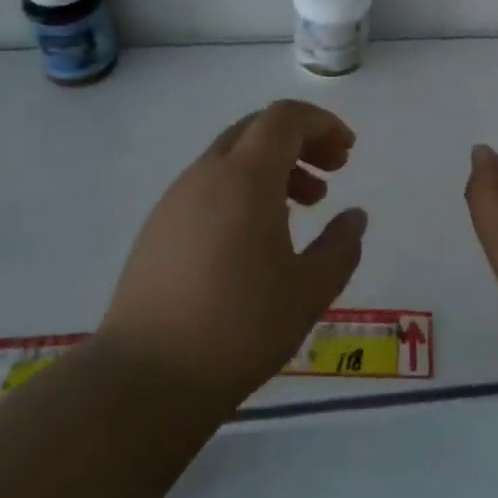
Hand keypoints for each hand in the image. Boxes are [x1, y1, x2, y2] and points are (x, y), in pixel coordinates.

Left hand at [103, 100, 366, 409]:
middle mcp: (206, 175)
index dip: (321, 123)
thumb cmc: (238, 329)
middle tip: (333, 170)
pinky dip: (244, 188)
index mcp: (244, 178)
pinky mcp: (158, 228)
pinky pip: (210, 185)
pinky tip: (259, 234)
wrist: (143, 379)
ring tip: (304, 205)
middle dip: (301, 140)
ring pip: (232, 157)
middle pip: (257, 129)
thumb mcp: (309, 291)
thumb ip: (341, 247)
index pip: (284, 118)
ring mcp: (176, 200)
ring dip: (274, 166)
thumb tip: (354, 217)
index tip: (348, 150)